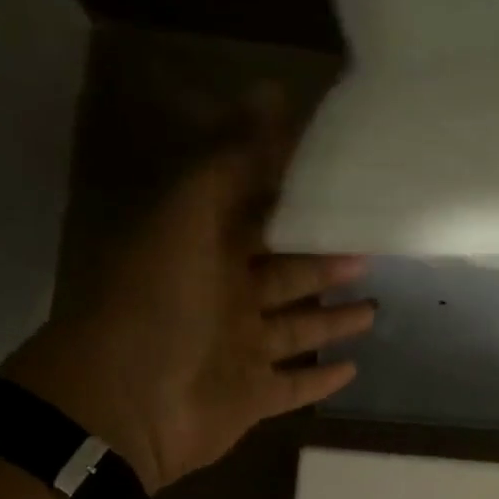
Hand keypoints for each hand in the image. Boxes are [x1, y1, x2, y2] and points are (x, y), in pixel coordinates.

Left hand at [2, 98, 373, 492]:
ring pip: (295, 331)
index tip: (340, 185)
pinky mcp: (250, 398)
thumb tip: (273, 91)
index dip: (293, 201)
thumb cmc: (158, 304)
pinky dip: (321, 380)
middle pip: (284, 276)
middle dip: (323, 263)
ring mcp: (237, 352)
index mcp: (203, 251)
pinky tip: (354, 369)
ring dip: (331, 321)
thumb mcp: (189, 218)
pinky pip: (292, 387)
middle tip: (371, 249)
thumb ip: (232, 160)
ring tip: (374, 306)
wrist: (124, 406)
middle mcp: (222, 299)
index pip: (256, 218)